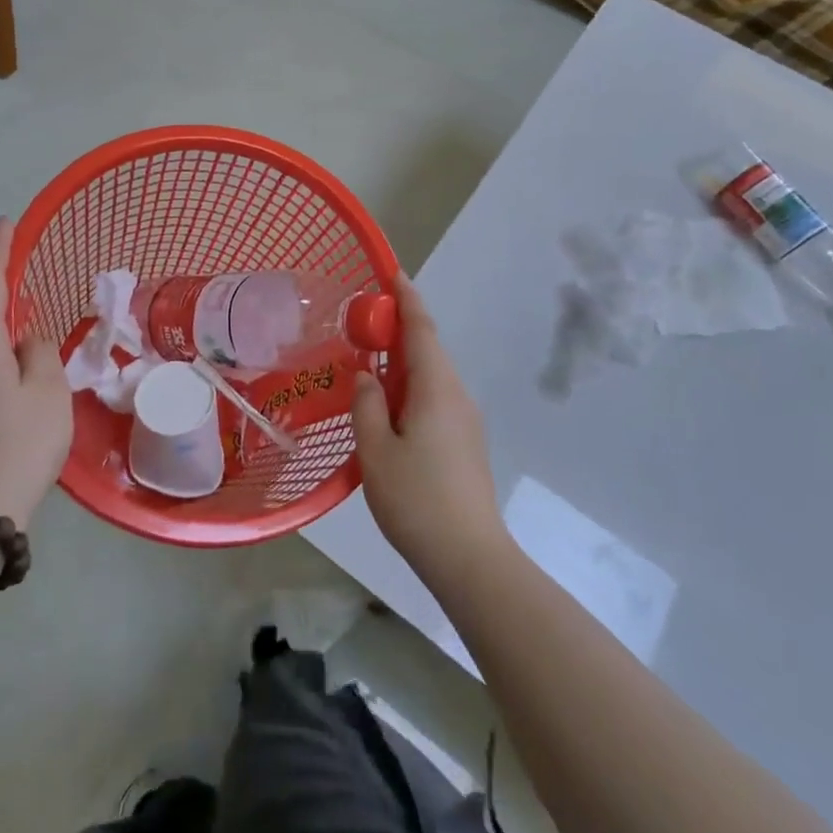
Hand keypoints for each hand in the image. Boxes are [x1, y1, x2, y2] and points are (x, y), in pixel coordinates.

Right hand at [351, 273, 506, 589]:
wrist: (470, 558)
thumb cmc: (417, 500)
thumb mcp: (376, 451)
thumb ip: (367, 405)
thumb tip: (366, 376)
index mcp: (436, 387)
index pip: (421, 329)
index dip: (407, 299)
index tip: (393, 273)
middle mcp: (456, 394)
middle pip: (427, 349)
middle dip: (398, 331)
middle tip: (362, 327)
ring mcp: (465, 419)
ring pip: (431, 376)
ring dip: (402, 364)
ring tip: (368, 369)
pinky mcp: (465, 442)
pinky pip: (435, 398)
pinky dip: (410, 389)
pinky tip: (389, 411)